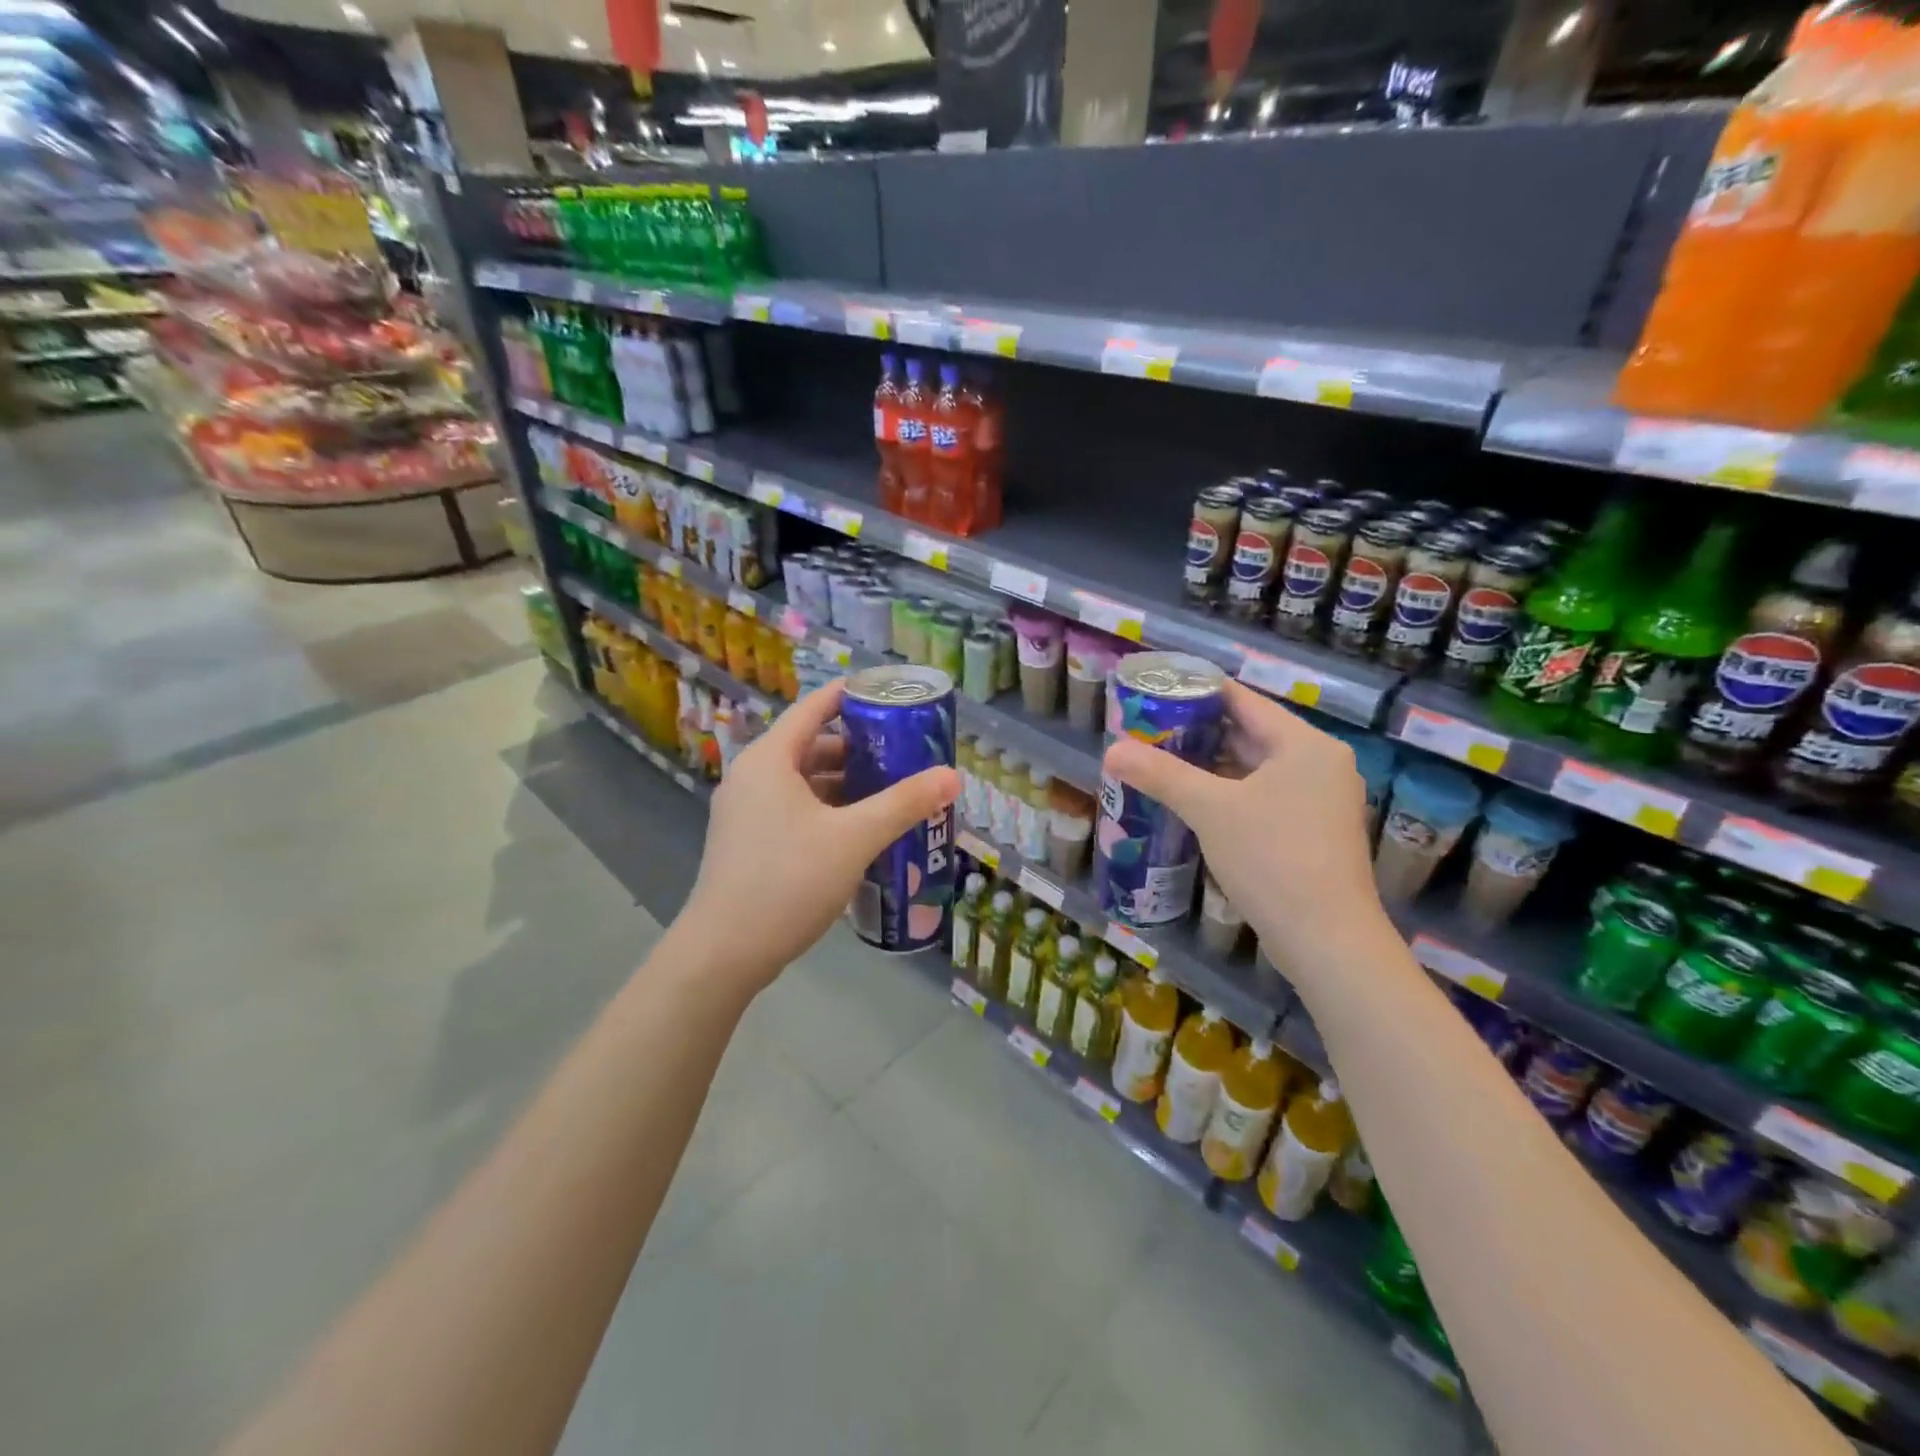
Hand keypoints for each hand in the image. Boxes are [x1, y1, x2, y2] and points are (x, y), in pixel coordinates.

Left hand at [675, 680, 959, 995]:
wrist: (725, 952)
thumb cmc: (788, 880)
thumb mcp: (855, 838)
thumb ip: (904, 804)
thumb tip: (952, 776)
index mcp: (770, 759)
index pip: (814, 708)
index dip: (852, 697)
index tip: (891, 696)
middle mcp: (752, 776)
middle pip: (811, 745)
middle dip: (858, 747)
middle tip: (903, 751)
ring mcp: (746, 811)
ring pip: (803, 782)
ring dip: (844, 783)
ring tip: (890, 790)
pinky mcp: (748, 842)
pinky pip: (794, 809)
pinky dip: (827, 809)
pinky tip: (859, 829)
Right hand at [1102, 681, 1385, 982]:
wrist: (1328, 940)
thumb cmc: (1272, 859)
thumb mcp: (1210, 810)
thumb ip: (1160, 774)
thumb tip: (1111, 751)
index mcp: (1304, 744)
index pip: (1243, 700)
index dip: (1196, 692)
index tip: (1154, 693)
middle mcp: (1319, 763)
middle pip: (1249, 733)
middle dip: (1197, 732)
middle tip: (1147, 731)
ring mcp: (1320, 800)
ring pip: (1255, 768)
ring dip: (1210, 766)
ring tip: (1160, 763)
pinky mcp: (1313, 832)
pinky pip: (1263, 796)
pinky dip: (1229, 793)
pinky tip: (1193, 803)